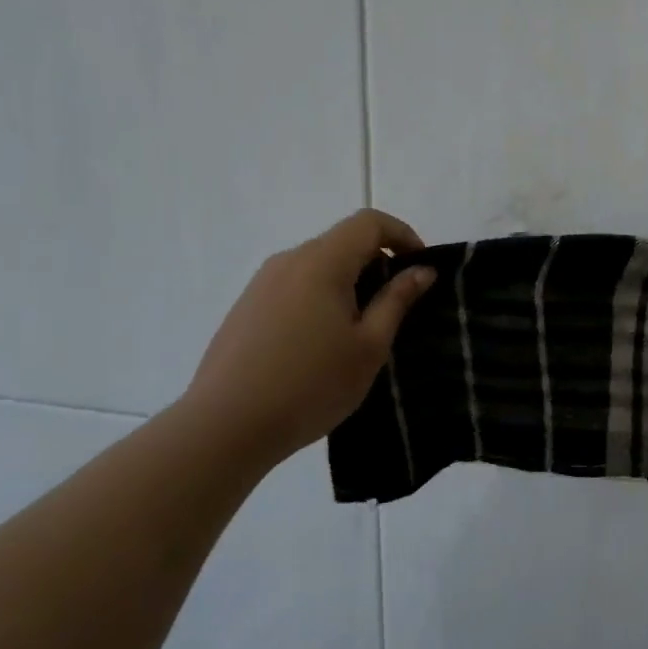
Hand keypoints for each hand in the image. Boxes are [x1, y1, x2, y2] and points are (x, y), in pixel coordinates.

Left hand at [181, 209, 436, 466]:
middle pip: (343, 241)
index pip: (369, 222)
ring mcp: (262, 283)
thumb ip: (397, 300)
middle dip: (378, 263)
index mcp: (322, 262)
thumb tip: (422, 270)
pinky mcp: (246, 307)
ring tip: (361, 329)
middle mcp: (289, 261)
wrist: (225, 426)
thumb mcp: (369, 345)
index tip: (421, 269)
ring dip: (349, 282)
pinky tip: (322, 344)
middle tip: (398, 306)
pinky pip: (295, 286)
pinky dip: (322, 297)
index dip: (402, 235)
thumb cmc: (311, 384)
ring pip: (318, 265)